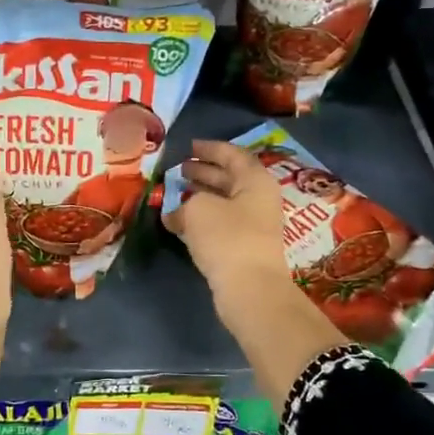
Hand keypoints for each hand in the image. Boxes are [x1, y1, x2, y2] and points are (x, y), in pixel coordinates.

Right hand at [164, 140, 293, 307]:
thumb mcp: (198, 209)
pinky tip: (181, 221)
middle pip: (230, 178)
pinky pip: (222, 223)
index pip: (233, 155)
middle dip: (204, 172)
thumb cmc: (226, 237)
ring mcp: (254, 225)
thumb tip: (174, 214)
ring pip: (225, 202)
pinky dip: (202, 218)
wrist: (249, 288)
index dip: (210, 148)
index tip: (189, 147)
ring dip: (201, 195)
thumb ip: (184, 204)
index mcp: (255, 181)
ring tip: (177, 192)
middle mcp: (259, 199)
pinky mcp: (245, 247)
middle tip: (180, 170)